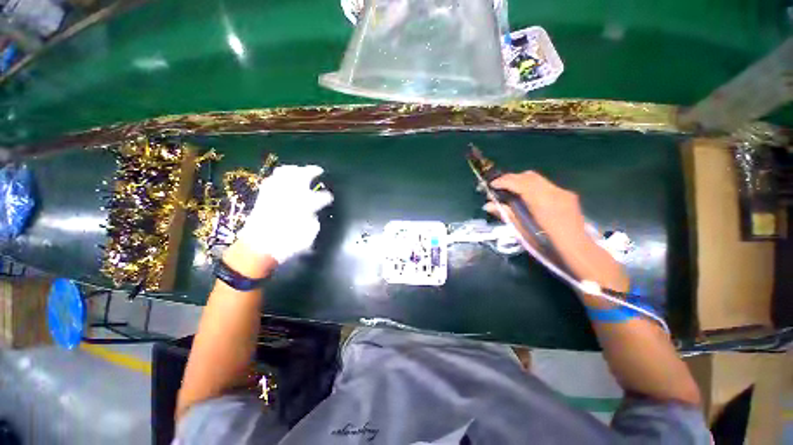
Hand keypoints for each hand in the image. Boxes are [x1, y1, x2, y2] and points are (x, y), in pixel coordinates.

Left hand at [235, 165, 332, 263]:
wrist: (259, 248)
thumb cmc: (288, 244)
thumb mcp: (308, 236)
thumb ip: (313, 220)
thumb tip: (312, 212)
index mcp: (305, 205)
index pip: (321, 197)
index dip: (327, 197)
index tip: (329, 197)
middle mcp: (290, 195)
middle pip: (302, 175)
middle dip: (312, 171)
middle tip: (317, 170)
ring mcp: (275, 193)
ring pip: (285, 173)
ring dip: (295, 170)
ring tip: (300, 170)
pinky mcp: (264, 196)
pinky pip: (272, 180)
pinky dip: (279, 176)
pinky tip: (283, 178)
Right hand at [483, 171, 586, 245]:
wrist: (578, 251)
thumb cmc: (547, 245)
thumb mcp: (523, 232)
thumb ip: (506, 215)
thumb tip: (488, 205)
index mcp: (541, 202)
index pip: (519, 182)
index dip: (503, 181)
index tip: (490, 185)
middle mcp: (553, 192)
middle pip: (528, 176)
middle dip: (511, 178)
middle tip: (498, 187)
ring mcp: (562, 192)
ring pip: (537, 178)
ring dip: (521, 181)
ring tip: (510, 190)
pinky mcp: (567, 195)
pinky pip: (545, 185)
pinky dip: (532, 186)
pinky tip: (527, 197)